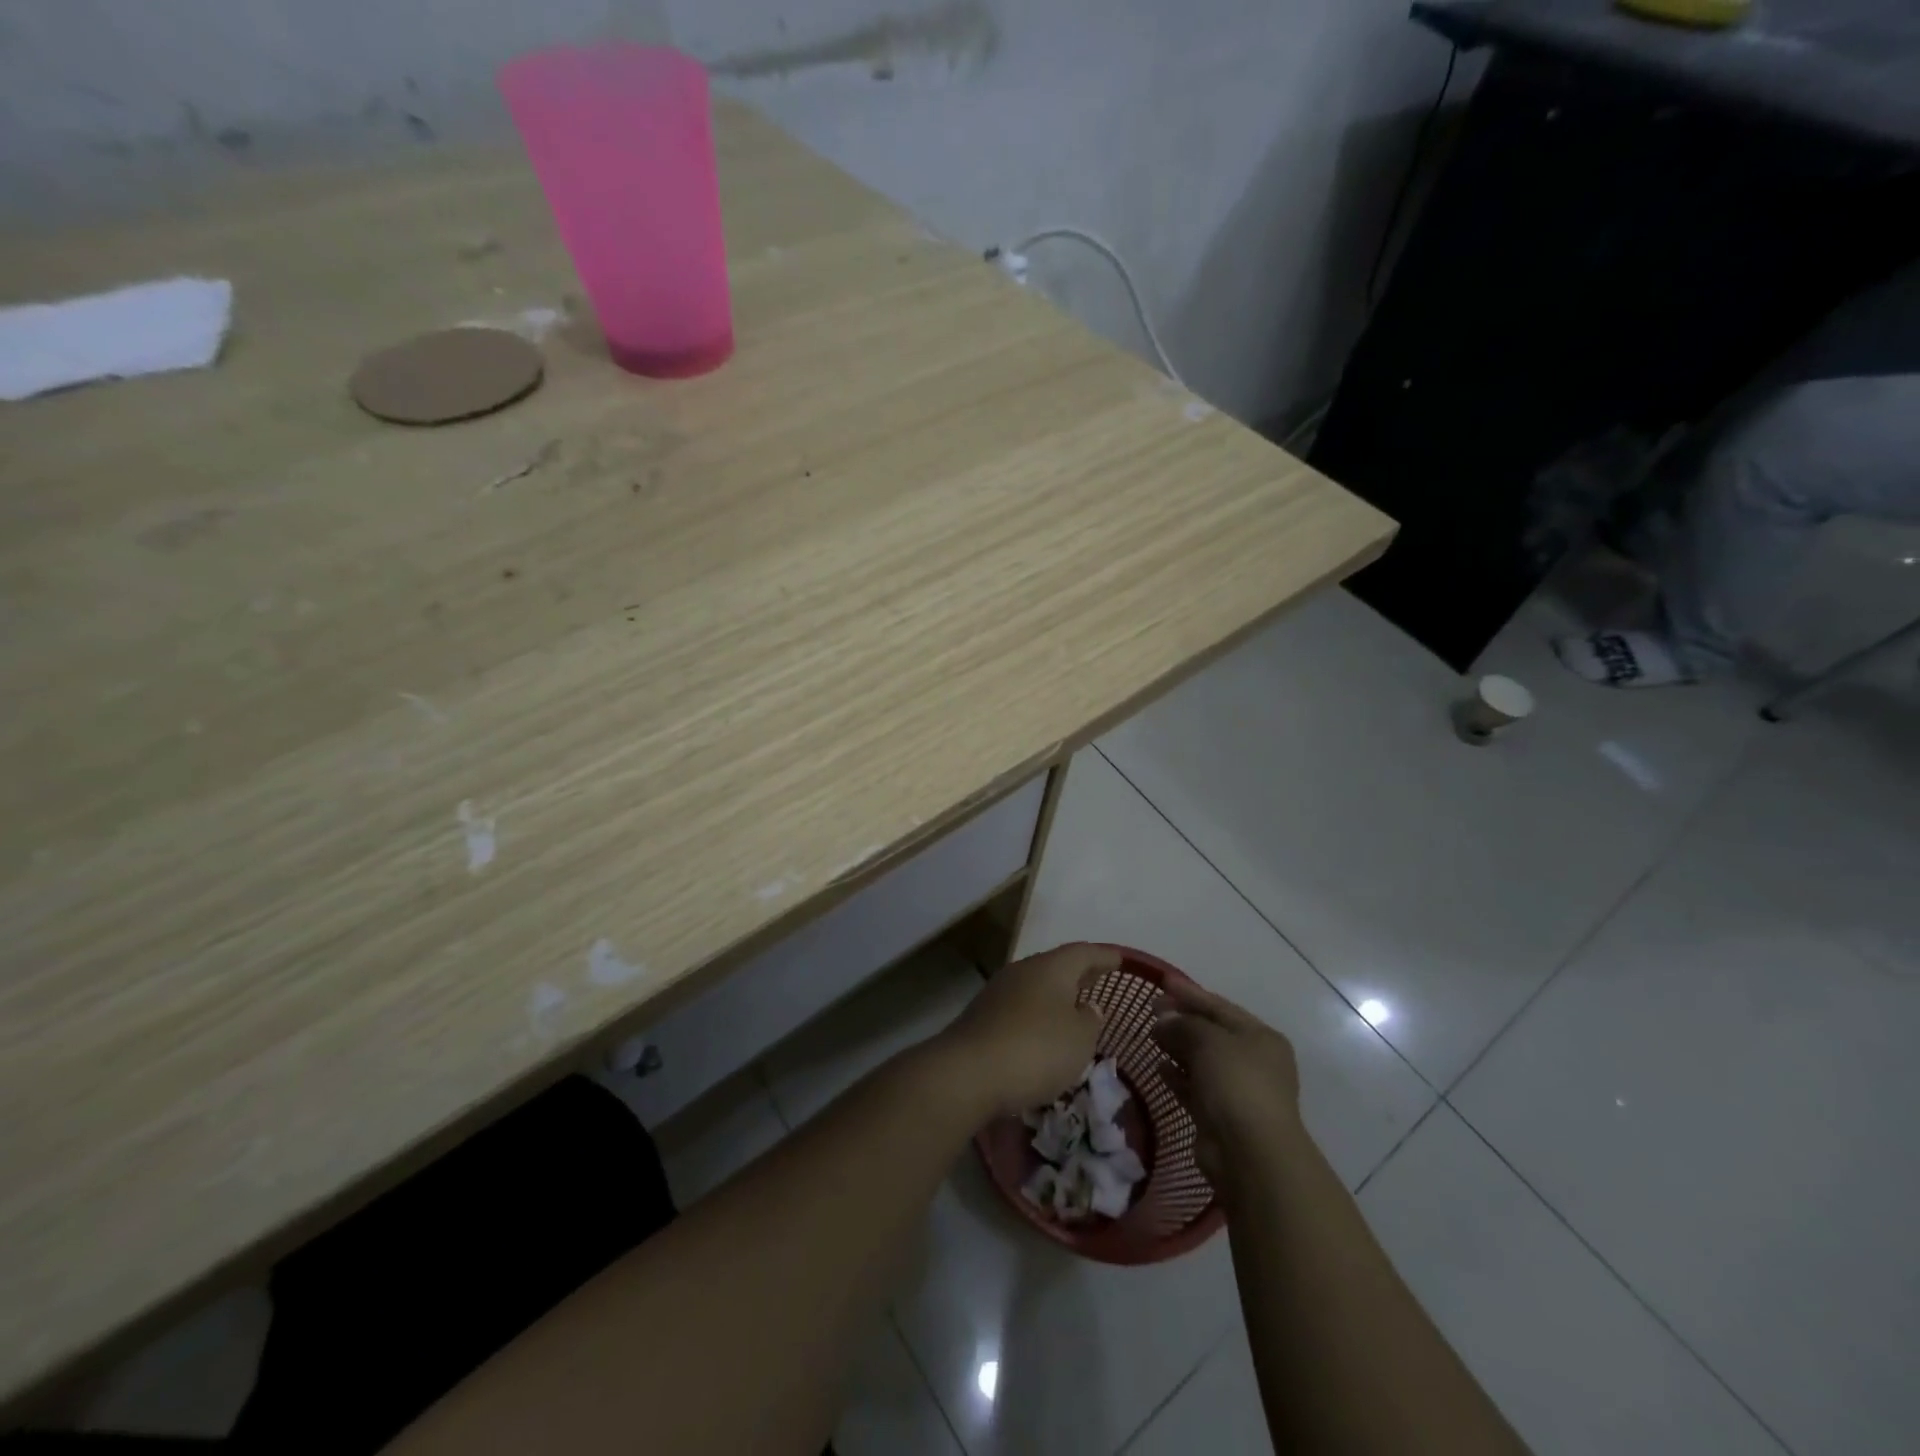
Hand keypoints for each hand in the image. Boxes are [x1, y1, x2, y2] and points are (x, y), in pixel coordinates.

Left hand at [935, 943, 1115, 1117]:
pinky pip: (1020, 1007)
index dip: (1104, 956)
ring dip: (1056, 994)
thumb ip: (1090, 1019)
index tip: (1119, 959)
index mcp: (1051, 967)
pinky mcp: (983, 1016)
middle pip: (1057, 965)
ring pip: (1036, 986)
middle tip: (1099, 978)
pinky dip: (1038, 1013)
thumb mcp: (1079, 1039)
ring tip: (1074, 1007)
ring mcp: (999, 991)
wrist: (968, 1072)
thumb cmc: (1036, 1049)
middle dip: (1079, 973)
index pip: (1083, 953)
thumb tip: (1086, 1006)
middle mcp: (1023, 970)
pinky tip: (1044, 1030)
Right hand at [1153, 981, 1301, 1184]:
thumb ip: (1183, 1024)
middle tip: (1150, 1010)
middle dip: (1181, 1020)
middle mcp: (1253, 1061)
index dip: (1189, 993)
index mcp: (1260, 1037)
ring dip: (1177, 1047)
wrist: (1249, 1154)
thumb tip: (1163, 1021)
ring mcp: (1238, 1090)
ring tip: (1150, 1035)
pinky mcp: (1220, 1115)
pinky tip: (1158, 1068)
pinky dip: (1177, 1075)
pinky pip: (1194, 1086)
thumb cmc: (1235, 1083)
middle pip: (1211, 1032)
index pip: (1220, 1006)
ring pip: (1202, 1060)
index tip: (1161, 982)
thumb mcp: (1208, 1040)